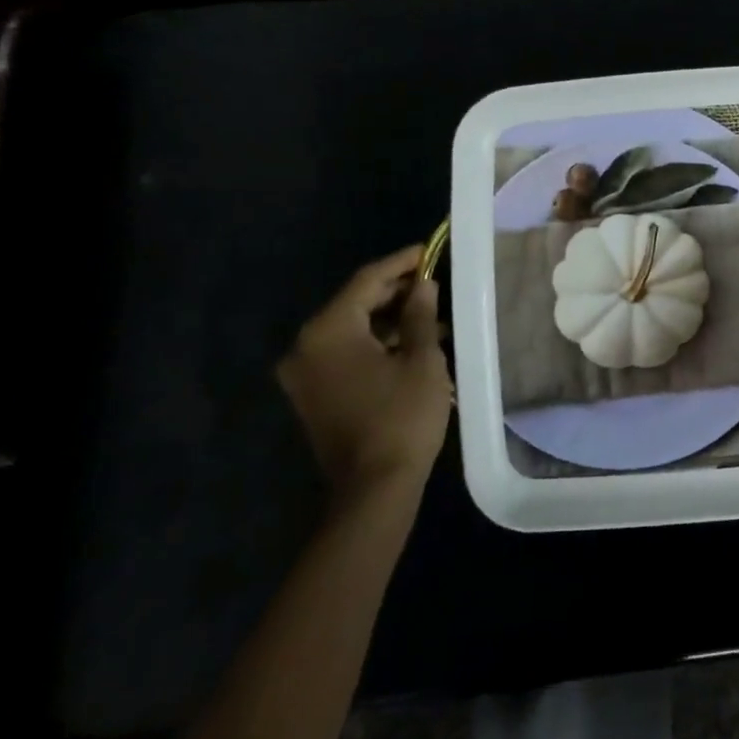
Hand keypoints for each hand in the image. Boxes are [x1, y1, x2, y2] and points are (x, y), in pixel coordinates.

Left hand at [276, 245, 452, 499]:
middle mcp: (305, 347)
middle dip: (395, 292)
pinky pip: (344, 354)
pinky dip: (375, 344)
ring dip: (388, 321)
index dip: (401, 263)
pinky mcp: (313, 395)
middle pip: (354, 304)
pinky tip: (410, 345)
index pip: (366, 281)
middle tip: (433, 283)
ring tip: (431, 317)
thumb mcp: (421, 359)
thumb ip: (420, 314)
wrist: (374, 489)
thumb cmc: (402, 417)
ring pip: (350, 330)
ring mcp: (304, 374)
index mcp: (327, 331)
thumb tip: (423, 285)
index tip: (428, 250)